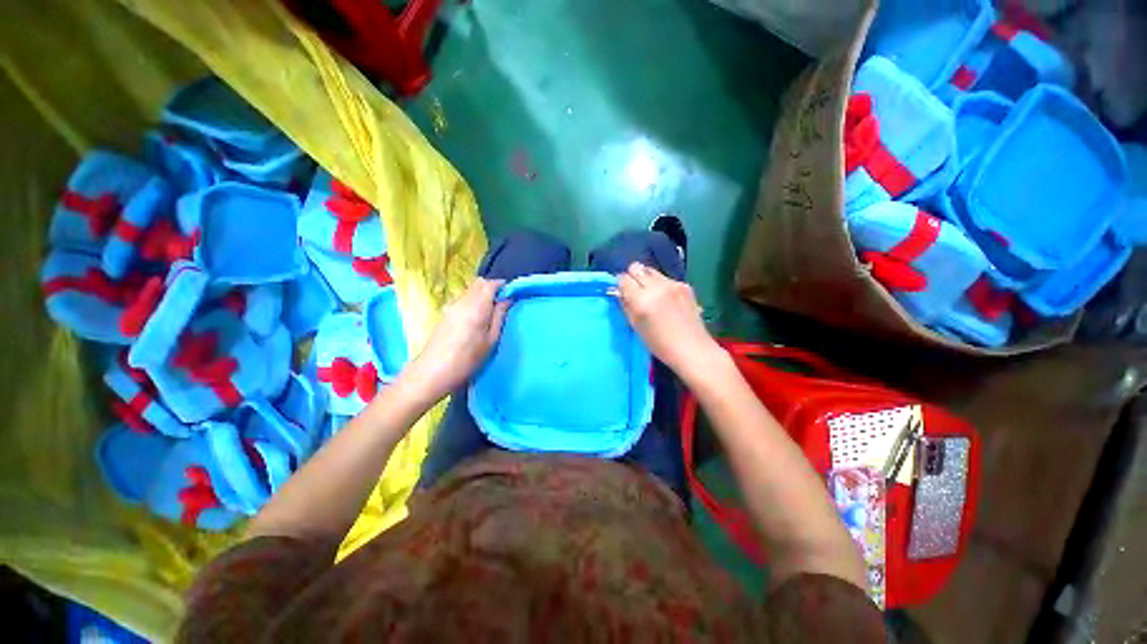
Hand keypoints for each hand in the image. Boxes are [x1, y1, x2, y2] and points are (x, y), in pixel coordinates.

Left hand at [406, 278, 508, 397]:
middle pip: (478, 283)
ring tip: (491, 311)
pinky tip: (477, 317)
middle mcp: (462, 301)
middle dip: (492, 287)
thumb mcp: (491, 339)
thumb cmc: (468, 359)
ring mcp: (451, 306)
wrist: (433, 372)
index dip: (502, 285)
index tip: (511, 294)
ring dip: (482, 294)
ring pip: (470, 290)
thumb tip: (507, 299)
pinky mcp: (445, 313)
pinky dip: (473, 300)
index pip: (490, 284)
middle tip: (503, 302)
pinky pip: (463, 298)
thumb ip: (499, 316)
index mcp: (476, 306)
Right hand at [617, 262, 719, 378]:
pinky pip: (665, 278)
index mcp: (642, 300)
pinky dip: (661, 285)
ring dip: (646, 279)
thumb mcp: (635, 325)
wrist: (692, 348)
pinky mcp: (685, 285)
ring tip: (651, 295)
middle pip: (636, 267)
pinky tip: (666, 300)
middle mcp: (657, 287)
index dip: (620, 284)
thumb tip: (619, 291)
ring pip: (651, 270)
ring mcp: (673, 284)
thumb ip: (625, 305)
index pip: (623, 278)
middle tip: (635, 291)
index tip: (622, 292)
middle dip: (632, 277)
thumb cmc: (659, 343)